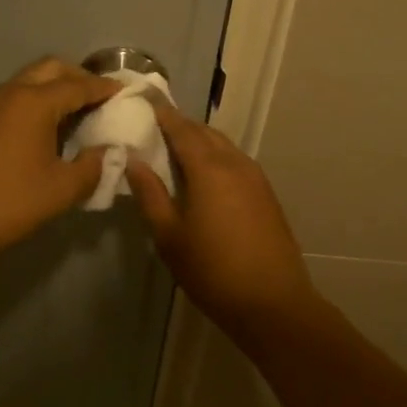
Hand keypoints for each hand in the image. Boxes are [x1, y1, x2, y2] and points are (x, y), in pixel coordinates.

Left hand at [0, 58, 122, 268]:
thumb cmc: (9, 202)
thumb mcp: (62, 189)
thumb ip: (93, 166)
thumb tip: (110, 152)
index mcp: (35, 102)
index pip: (79, 85)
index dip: (105, 88)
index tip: (127, 92)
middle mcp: (12, 92)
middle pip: (52, 69)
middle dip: (79, 77)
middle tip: (102, 98)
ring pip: (31, 79)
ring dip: (56, 87)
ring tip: (79, 112)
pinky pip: (16, 95)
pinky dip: (38, 99)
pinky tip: (49, 127)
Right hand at [127, 102, 315, 332]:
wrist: (273, 304)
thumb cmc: (212, 270)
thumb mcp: (169, 236)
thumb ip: (150, 194)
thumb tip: (133, 160)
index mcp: (208, 168)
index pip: (181, 129)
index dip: (162, 114)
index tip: (145, 102)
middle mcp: (235, 163)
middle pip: (205, 133)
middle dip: (181, 126)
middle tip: (156, 127)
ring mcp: (256, 178)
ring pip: (224, 146)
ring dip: (201, 141)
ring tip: (178, 150)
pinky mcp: (267, 195)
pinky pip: (236, 161)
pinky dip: (217, 157)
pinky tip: (206, 176)